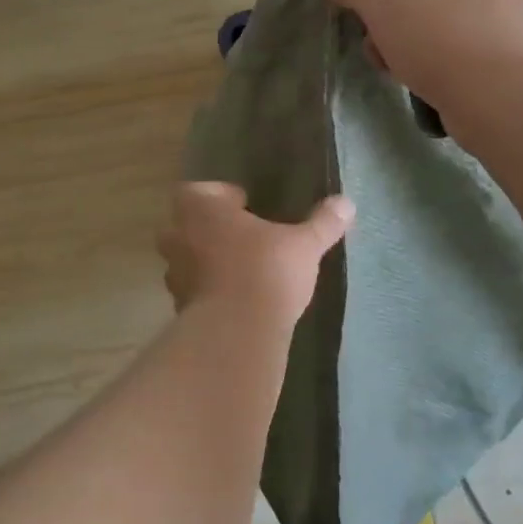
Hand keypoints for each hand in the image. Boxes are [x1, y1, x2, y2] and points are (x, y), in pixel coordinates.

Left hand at [157, 182, 353, 325]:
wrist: (237, 333)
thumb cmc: (266, 271)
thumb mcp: (304, 245)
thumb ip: (322, 223)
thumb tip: (346, 203)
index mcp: (202, 211)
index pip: (194, 190)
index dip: (216, 195)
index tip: (243, 204)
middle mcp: (180, 237)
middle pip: (182, 224)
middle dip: (205, 228)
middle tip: (238, 235)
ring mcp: (176, 274)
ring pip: (183, 259)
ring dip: (203, 260)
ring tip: (237, 268)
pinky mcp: (180, 308)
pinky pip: (190, 291)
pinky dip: (205, 291)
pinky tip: (233, 299)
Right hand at [311, 0, 522, 114]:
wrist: (505, 101)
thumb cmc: (442, 35)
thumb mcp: (382, 2)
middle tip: (364, 16)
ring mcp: (493, 8)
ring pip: (429, 7)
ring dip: (397, 29)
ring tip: (383, 55)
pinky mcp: (494, 46)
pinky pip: (446, 38)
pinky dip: (423, 52)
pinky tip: (406, 74)